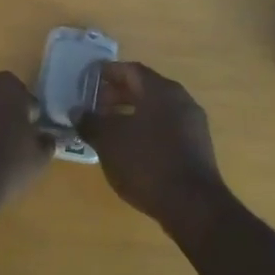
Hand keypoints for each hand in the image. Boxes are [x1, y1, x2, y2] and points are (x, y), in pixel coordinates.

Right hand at [79, 62, 231, 232]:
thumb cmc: (146, 163)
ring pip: (157, 109)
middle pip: (145, 88)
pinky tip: (131, 147)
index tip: (89, 79)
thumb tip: (78, 112)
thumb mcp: (109, 141)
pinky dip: (146, 128)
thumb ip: (91, 122)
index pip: (131, 70)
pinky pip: (167, 126)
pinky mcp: (197, 146)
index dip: (108, 72)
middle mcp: (180, 99)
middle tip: (95, 105)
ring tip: (109, 128)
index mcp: (160, 90)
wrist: (192, 204)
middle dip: (118, 94)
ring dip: (132, 113)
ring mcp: (192, 123)